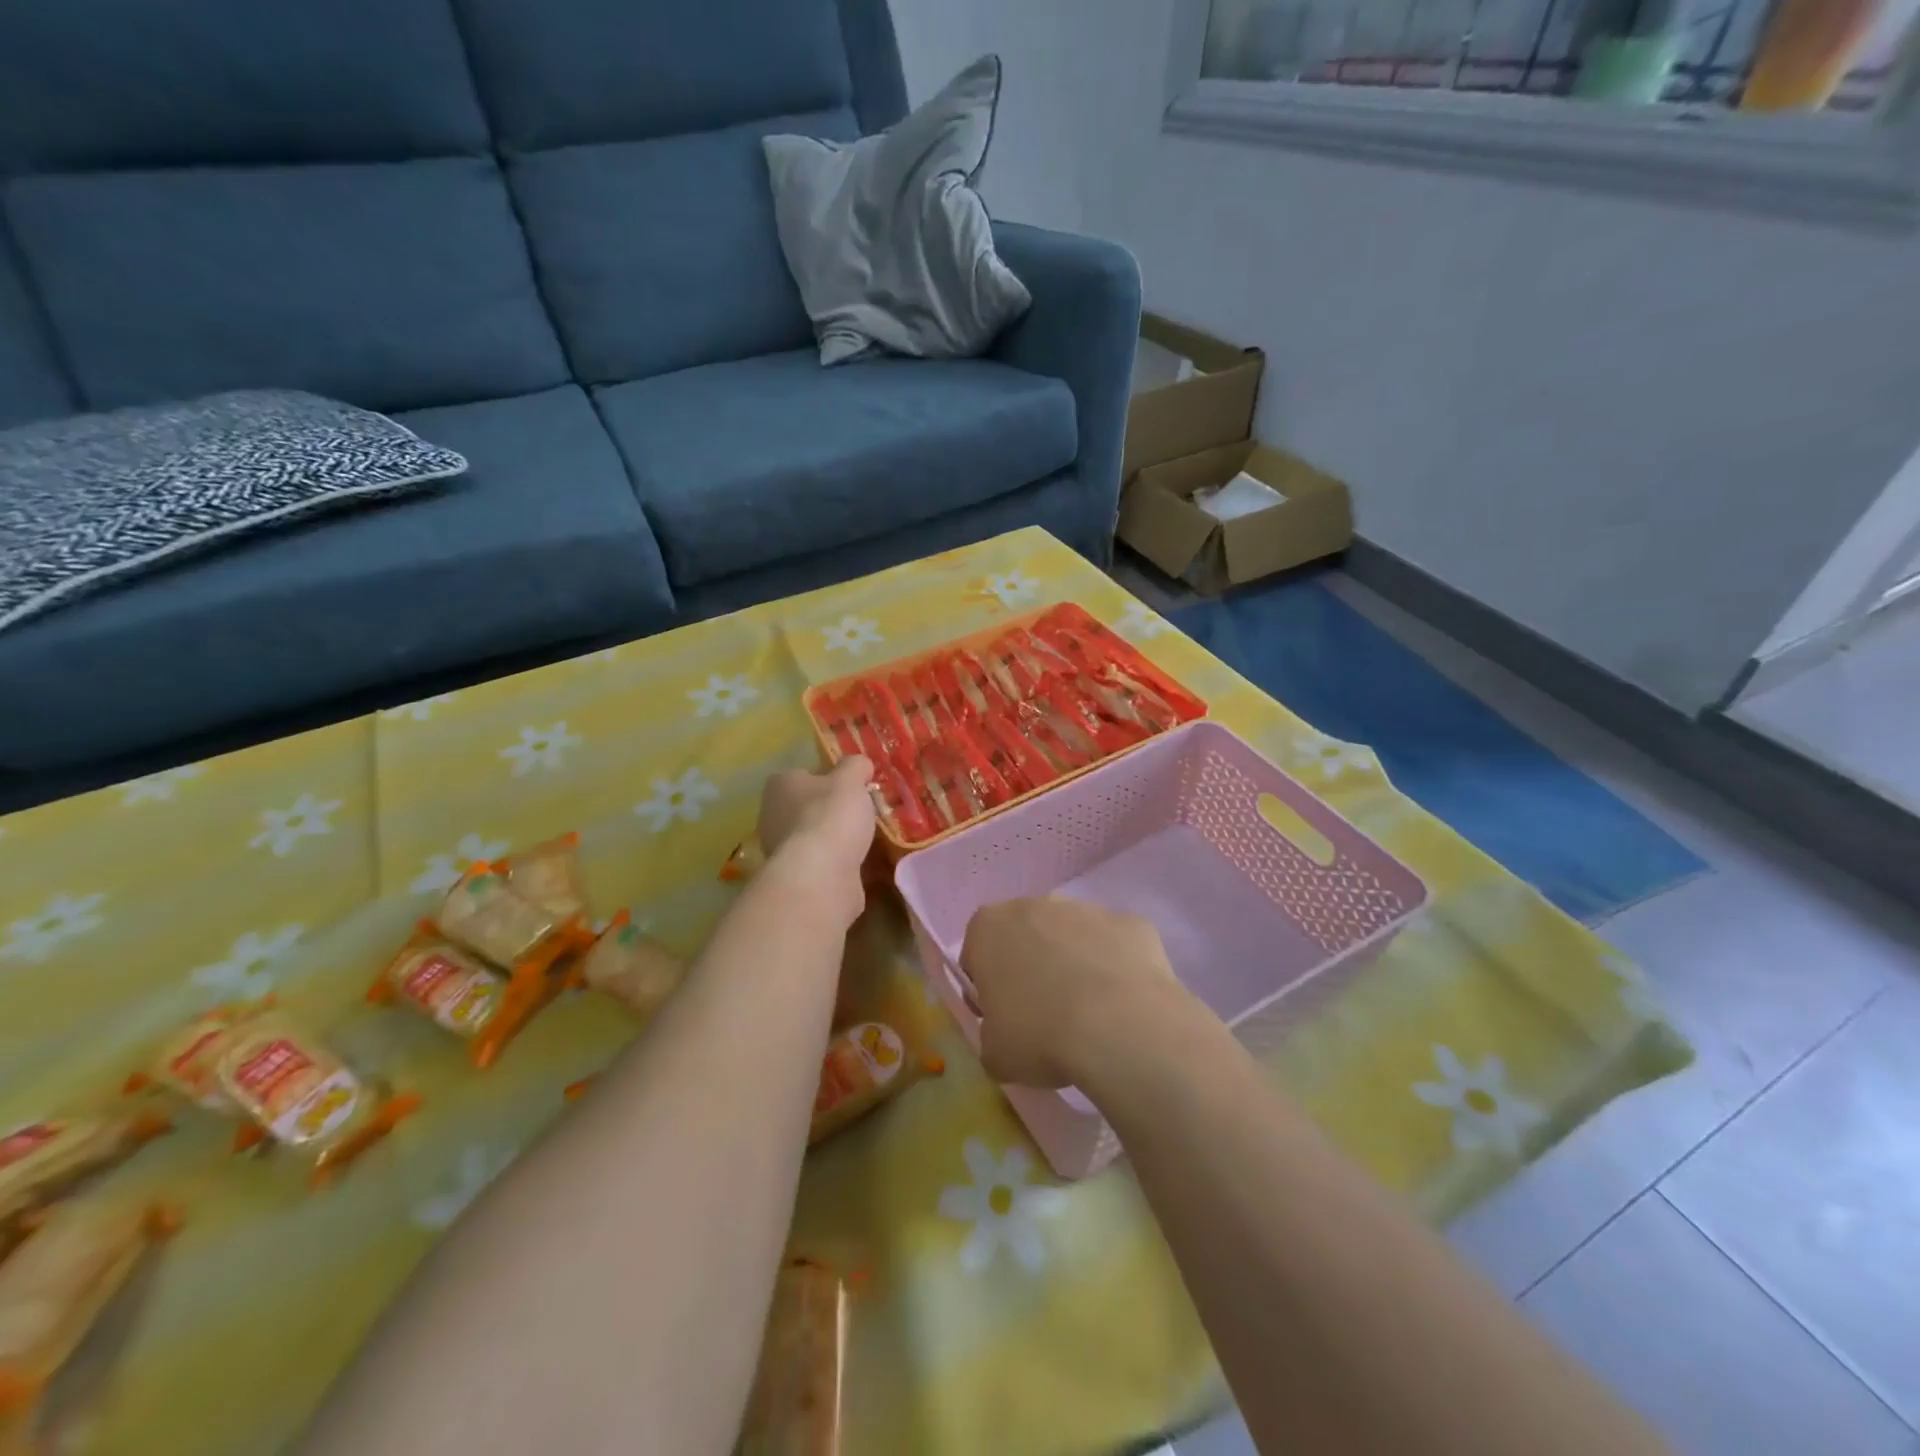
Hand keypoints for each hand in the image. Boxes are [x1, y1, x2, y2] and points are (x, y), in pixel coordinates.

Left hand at [756, 757, 876, 919]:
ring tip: (866, 839)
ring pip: (814, 836)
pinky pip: (821, 862)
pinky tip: (859, 863)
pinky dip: (838, 862)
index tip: (852, 786)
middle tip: (862, 812)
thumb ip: (856, 766)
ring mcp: (781, 849)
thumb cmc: (831, 817)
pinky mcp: (795, 877)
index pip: (803, 774)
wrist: (820, 876)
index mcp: (780, 785)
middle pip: (807, 806)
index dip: (828, 777)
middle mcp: (772, 815)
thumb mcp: (850, 780)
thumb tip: (860, 764)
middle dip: (831, 810)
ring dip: (835, 838)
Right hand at [959, 897, 1202, 1090]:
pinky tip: (1125, 1007)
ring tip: (1090, 1017)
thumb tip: (1006, 1036)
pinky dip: (1117, 970)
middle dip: (1032, 969)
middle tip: (1045, 1018)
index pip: (977, 955)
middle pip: (1026, 937)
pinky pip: (1116, 947)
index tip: (1003, 1019)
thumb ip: (991, 1034)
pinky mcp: (1131, 923)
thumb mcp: (995, 1054)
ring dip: (1076, 965)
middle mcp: (1035, 904)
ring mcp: (1087, 909)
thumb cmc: (1041, 1035)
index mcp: (989, 927)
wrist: (1121, 1026)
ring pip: (1073, 937)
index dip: (988, 989)